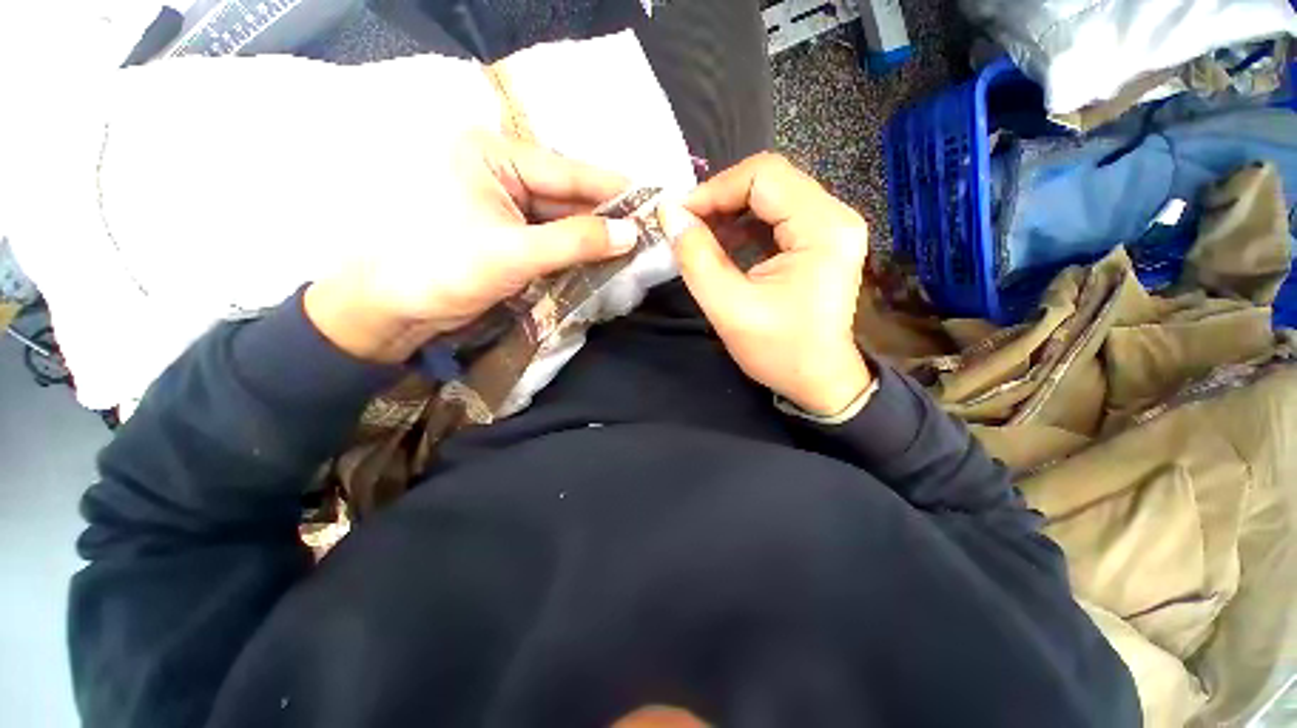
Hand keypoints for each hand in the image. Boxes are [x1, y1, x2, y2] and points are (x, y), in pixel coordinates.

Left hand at [304, 131, 639, 362]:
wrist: (392, 311)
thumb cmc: (440, 269)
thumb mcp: (514, 253)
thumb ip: (575, 241)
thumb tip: (631, 234)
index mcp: (491, 155)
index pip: (566, 170)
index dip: (612, 188)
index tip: (654, 200)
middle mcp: (500, 173)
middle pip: (566, 195)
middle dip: (606, 217)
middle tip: (649, 232)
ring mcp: (504, 206)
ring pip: (562, 219)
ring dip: (593, 237)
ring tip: (634, 248)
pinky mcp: (507, 235)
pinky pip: (551, 239)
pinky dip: (575, 252)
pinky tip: (603, 260)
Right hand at [657, 153, 871, 416]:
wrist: (820, 382)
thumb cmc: (780, 352)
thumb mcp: (729, 308)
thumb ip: (696, 258)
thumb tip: (669, 214)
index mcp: (822, 228)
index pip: (763, 176)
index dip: (714, 190)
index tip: (678, 216)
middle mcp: (835, 216)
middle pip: (769, 181)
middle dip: (720, 199)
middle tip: (685, 225)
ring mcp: (830, 227)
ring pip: (770, 196)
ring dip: (729, 213)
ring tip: (699, 237)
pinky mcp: (821, 241)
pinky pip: (776, 217)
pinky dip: (743, 227)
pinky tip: (722, 246)